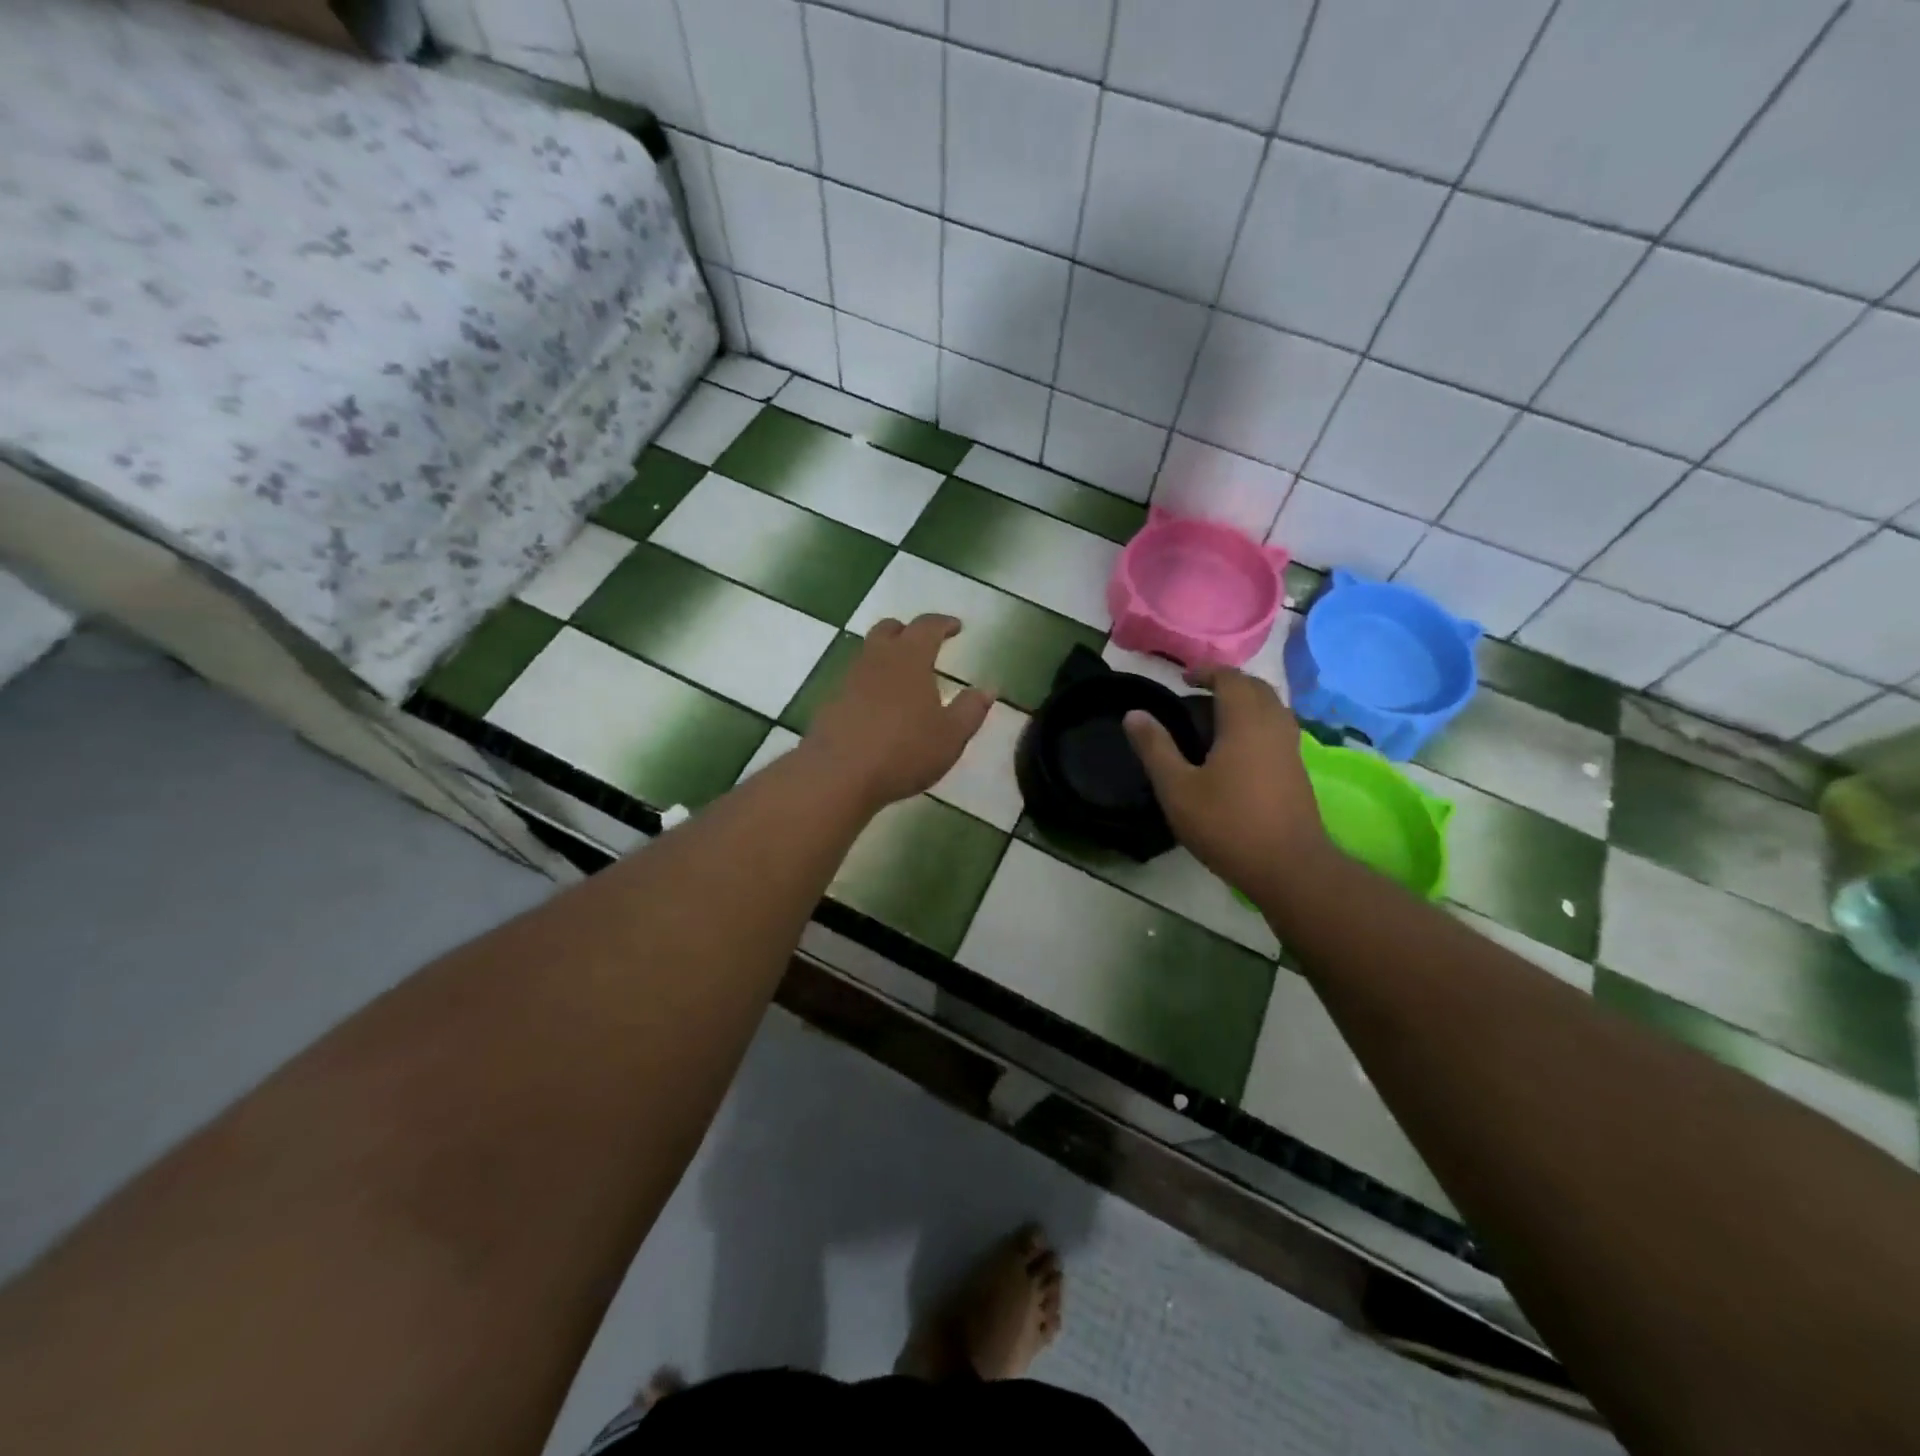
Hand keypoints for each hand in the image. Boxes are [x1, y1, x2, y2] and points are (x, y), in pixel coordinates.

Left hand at [804, 615, 992, 811]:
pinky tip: (879, 708)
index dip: (943, 623)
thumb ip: (971, 709)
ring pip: (868, 654)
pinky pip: (854, 682)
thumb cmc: (904, 751)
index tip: (956, 627)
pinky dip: (870, 685)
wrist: (838, 776)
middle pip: (888, 630)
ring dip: (886, 657)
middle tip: (923, 643)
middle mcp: (875, 660)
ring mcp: (848, 681)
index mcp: (909, 659)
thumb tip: (987, 689)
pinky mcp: (831, 704)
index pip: (926, 627)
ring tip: (903, 678)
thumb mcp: (950, 736)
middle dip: (907, 631)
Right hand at [1123, 667, 1327, 897]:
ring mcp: (1291, 748)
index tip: (1183, 679)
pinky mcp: (1297, 770)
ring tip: (1216, 718)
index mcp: (1245, 722)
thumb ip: (1155, 748)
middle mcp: (1274, 725)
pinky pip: (1277, 728)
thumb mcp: (1177, 788)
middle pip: (1256, 687)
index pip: (1230, 678)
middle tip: (1199, 694)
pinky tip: (1237, 749)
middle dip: (1229, 683)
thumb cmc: (1227, 824)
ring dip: (1246, 702)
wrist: (1289, 867)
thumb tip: (1134, 713)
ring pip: (1272, 708)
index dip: (1207, 672)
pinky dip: (1257, 722)